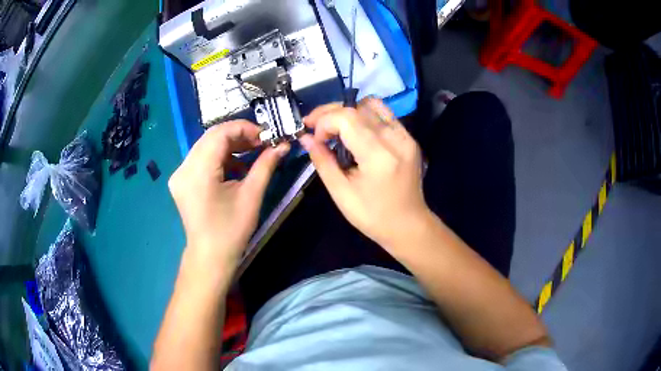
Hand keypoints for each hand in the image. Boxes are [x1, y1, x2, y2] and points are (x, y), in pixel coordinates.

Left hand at [168, 120, 288, 264]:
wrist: (210, 257)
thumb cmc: (231, 231)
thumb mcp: (251, 196)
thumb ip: (266, 165)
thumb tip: (283, 144)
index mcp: (198, 171)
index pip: (220, 133)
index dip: (244, 128)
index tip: (265, 136)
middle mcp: (183, 168)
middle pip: (211, 137)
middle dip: (238, 135)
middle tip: (261, 143)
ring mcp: (180, 174)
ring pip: (206, 146)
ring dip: (230, 146)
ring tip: (251, 154)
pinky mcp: (181, 180)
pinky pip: (202, 158)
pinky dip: (220, 157)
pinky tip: (235, 167)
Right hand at [300, 98, 428, 248]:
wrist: (408, 225)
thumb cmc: (373, 216)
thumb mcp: (341, 193)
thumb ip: (323, 161)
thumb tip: (305, 138)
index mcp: (378, 156)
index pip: (347, 118)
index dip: (324, 122)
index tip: (315, 140)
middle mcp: (395, 138)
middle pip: (357, 107)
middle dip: (330, 113)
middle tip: (313, 125)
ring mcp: (405, 136)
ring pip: (371, 105)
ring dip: (348, 111)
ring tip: (333, 126)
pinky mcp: (409, 138)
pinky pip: (384, 114)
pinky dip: (364, 116)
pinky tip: (354, 130)